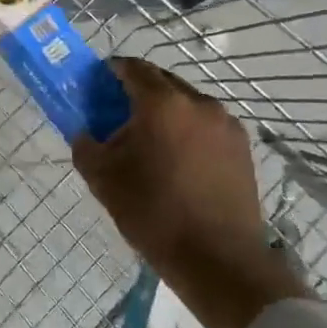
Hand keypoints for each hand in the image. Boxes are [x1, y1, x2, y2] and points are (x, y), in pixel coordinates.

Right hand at [72, 58, 308, 327]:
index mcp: (163, 103)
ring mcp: (226, 125)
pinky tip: (176, 160)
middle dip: (137, 91)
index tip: (95, 85)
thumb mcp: (103, 178)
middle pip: (162, 82)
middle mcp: (199, 103)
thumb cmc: (154, 212)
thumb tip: (85, 132)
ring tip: (147, 141)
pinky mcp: (242, 148)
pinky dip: (186, 130)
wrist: (219, 260)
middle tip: (116, 114)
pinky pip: (205, 125)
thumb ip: (85, 145)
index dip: (111, 71)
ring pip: (186, 103)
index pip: (133, 67)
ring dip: (164, 111)